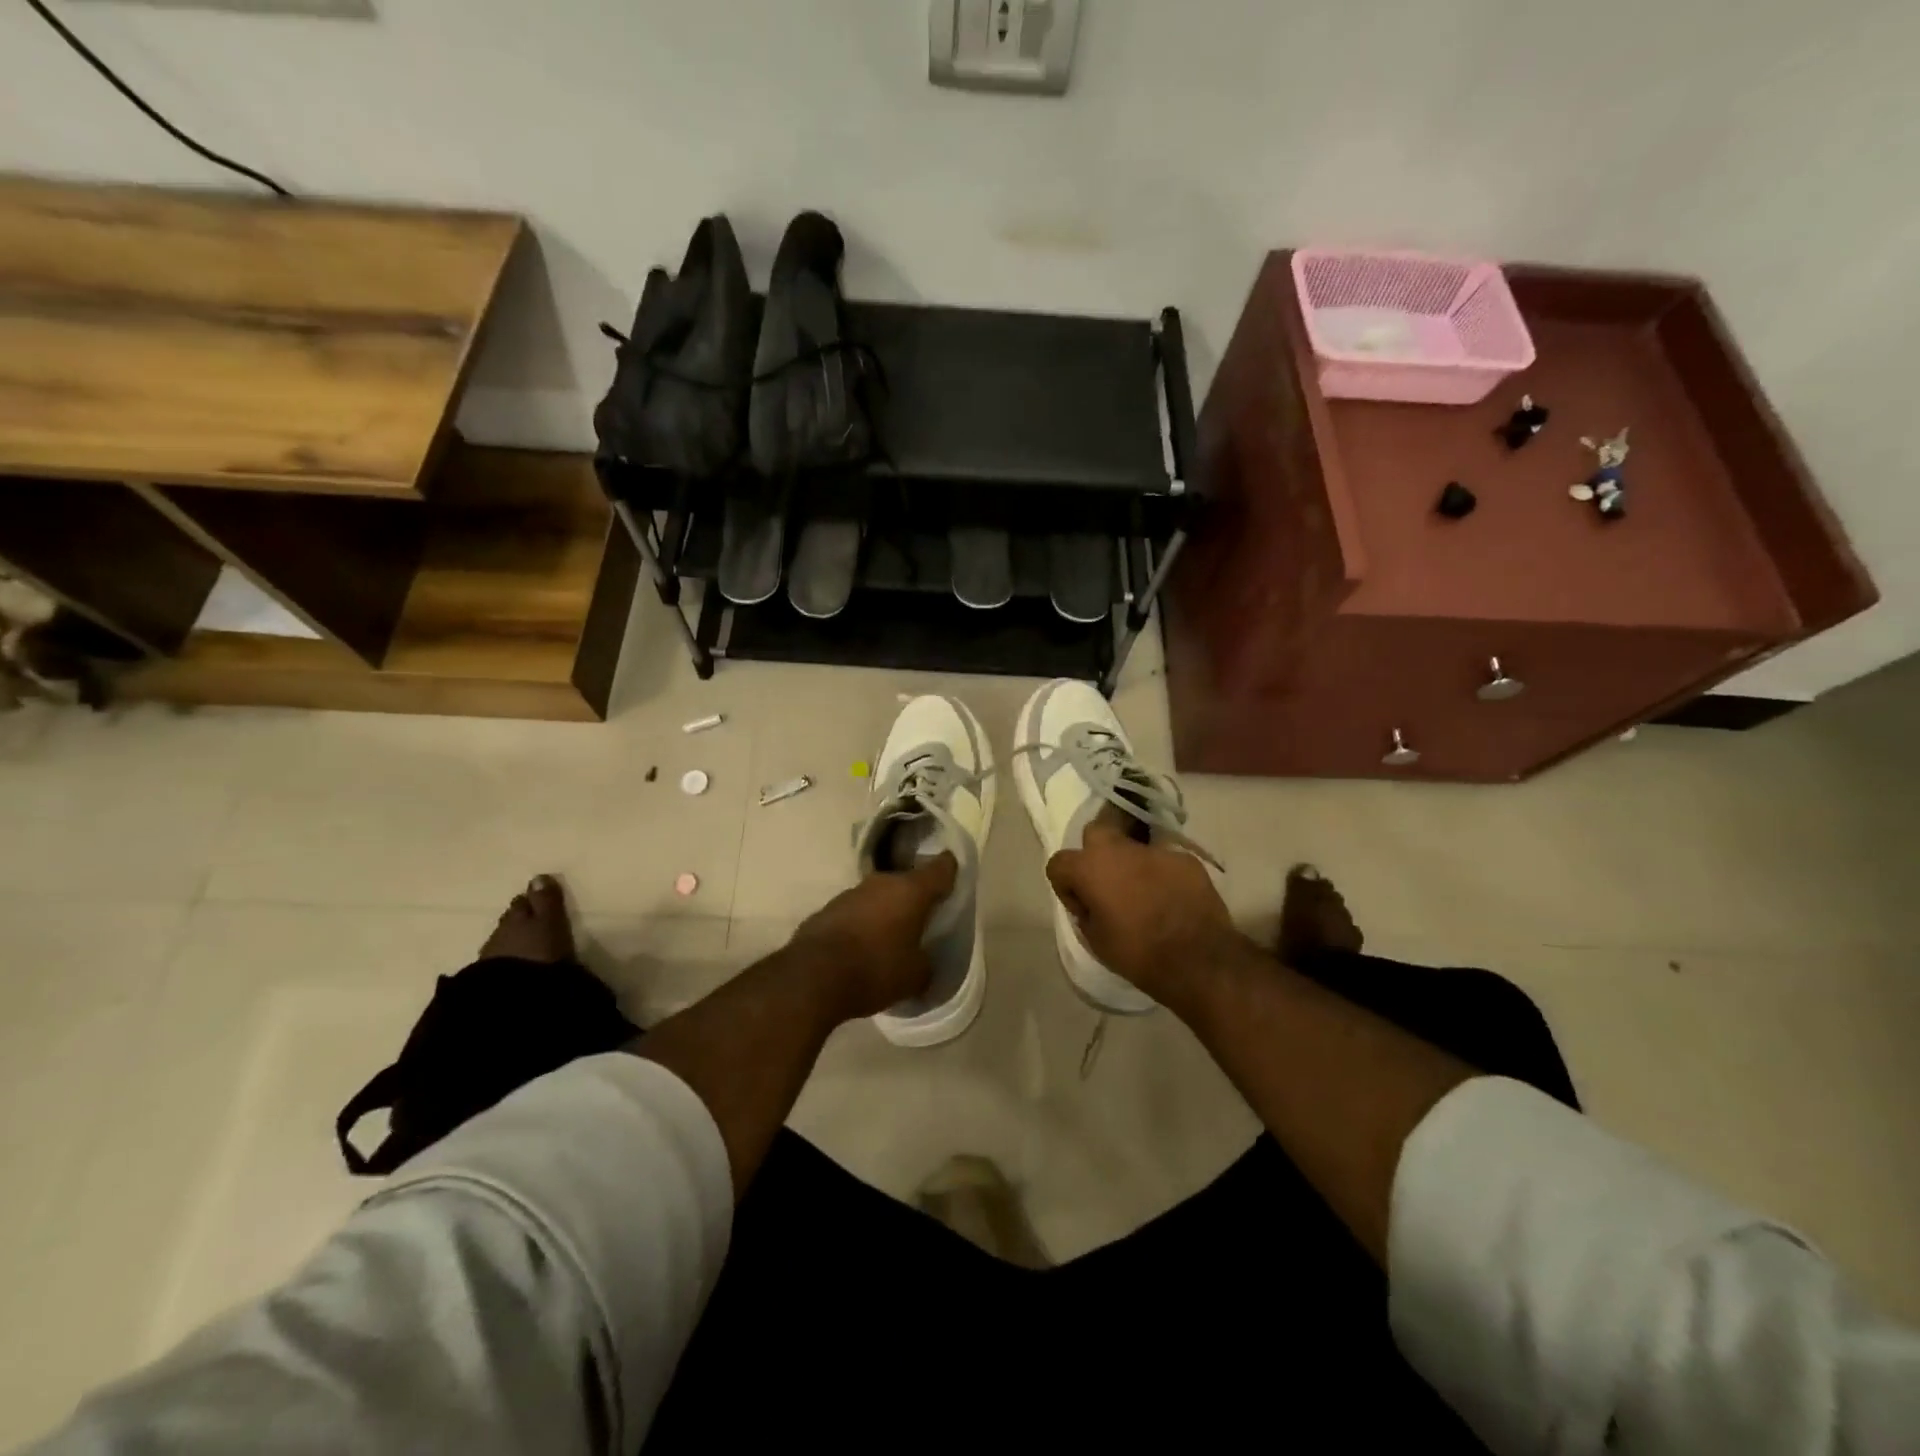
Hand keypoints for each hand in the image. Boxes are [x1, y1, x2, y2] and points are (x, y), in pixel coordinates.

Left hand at [788, 852, 957, 1020]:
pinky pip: (854, 913)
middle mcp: (881, 883)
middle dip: (915, 898)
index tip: (954, 873)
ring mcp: (850, 894)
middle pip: (906, 883)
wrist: (812, 978)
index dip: (950, 869)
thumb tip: (922, 959)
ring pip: (878, 897)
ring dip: (885, 912)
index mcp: (911, 891)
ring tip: (890, 938)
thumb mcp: (916, 976)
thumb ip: (926, 962)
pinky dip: (862, 925)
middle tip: (922, 918)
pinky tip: (861, 949)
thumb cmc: (876, 969)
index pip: (940, 868)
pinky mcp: (826, 910)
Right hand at [1045, 821, 1246, 1008]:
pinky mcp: (1186, 860)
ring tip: (1146, 897)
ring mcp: (1156, 851)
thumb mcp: (1096, 940)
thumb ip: (1087, 912)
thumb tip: (1092, 903)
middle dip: (1095, 854)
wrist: (1198, 960)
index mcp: (1090, 867)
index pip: (1059, 863)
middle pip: (1095, 834)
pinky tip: (1173, 901)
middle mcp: (1120, 849)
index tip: (1082, 908)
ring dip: (1132, 867)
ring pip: (1134, 849)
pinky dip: (1163, 877)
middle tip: (1107, 885)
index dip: (1066, 887)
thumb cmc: (1138, 953)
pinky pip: (1164, 863)